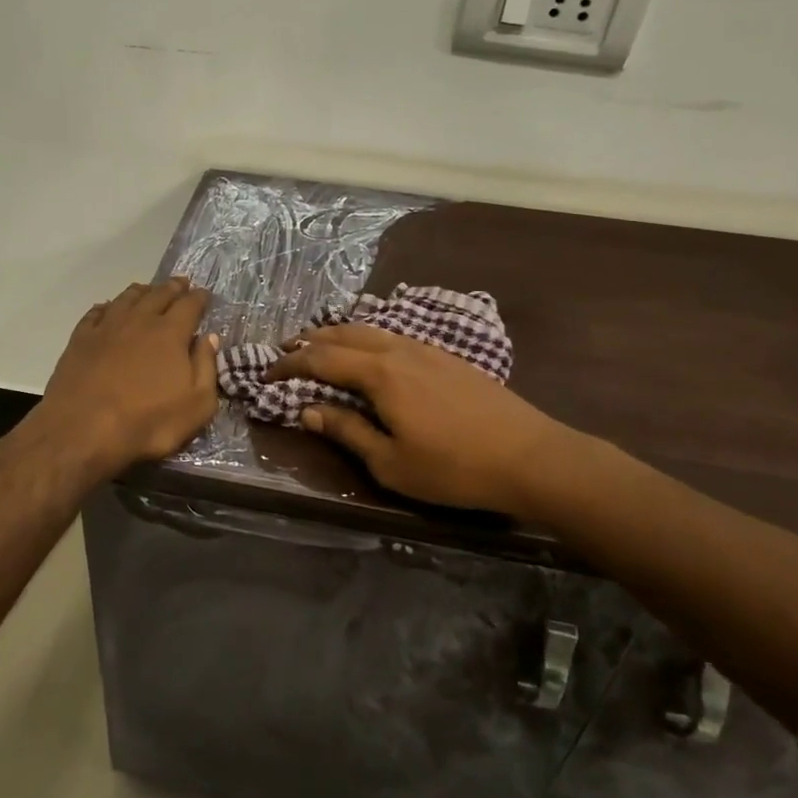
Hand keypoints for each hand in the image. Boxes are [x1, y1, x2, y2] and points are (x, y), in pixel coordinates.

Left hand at [30, 277, 219, 477]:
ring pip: (127, 298)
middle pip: (159, 294)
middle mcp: (139, 321)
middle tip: (181, 283)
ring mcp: (106, 327)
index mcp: (170, 333)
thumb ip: (206, 368)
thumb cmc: (148, 423)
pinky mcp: (80, 339)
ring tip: (148, 290)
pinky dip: (107, 306)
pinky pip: (96, 313)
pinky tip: (108, 308)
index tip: (204, 294)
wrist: (83, 431)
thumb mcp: (196, 405)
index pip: (190, 305)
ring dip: (142, 291)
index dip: (199, 298)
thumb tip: (209, 338)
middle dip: (173, 287)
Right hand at [265, 324, 594, 517]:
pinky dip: (367, 337)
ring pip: (371, 329)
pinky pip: (394, 335)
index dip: (290, 364)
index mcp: (380, 374)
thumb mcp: (391, 463)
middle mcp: (398, 350)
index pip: (321, 358)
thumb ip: (347, 431)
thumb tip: (308, 409)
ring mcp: (426, 349)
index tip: (267, 374)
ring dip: (339, 334)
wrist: (531, 456)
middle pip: (344, 333)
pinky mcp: (447, 356)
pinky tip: (371, 350)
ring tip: (320, 343)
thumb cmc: (454, 468)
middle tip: (286, 350)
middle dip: (310, 340)